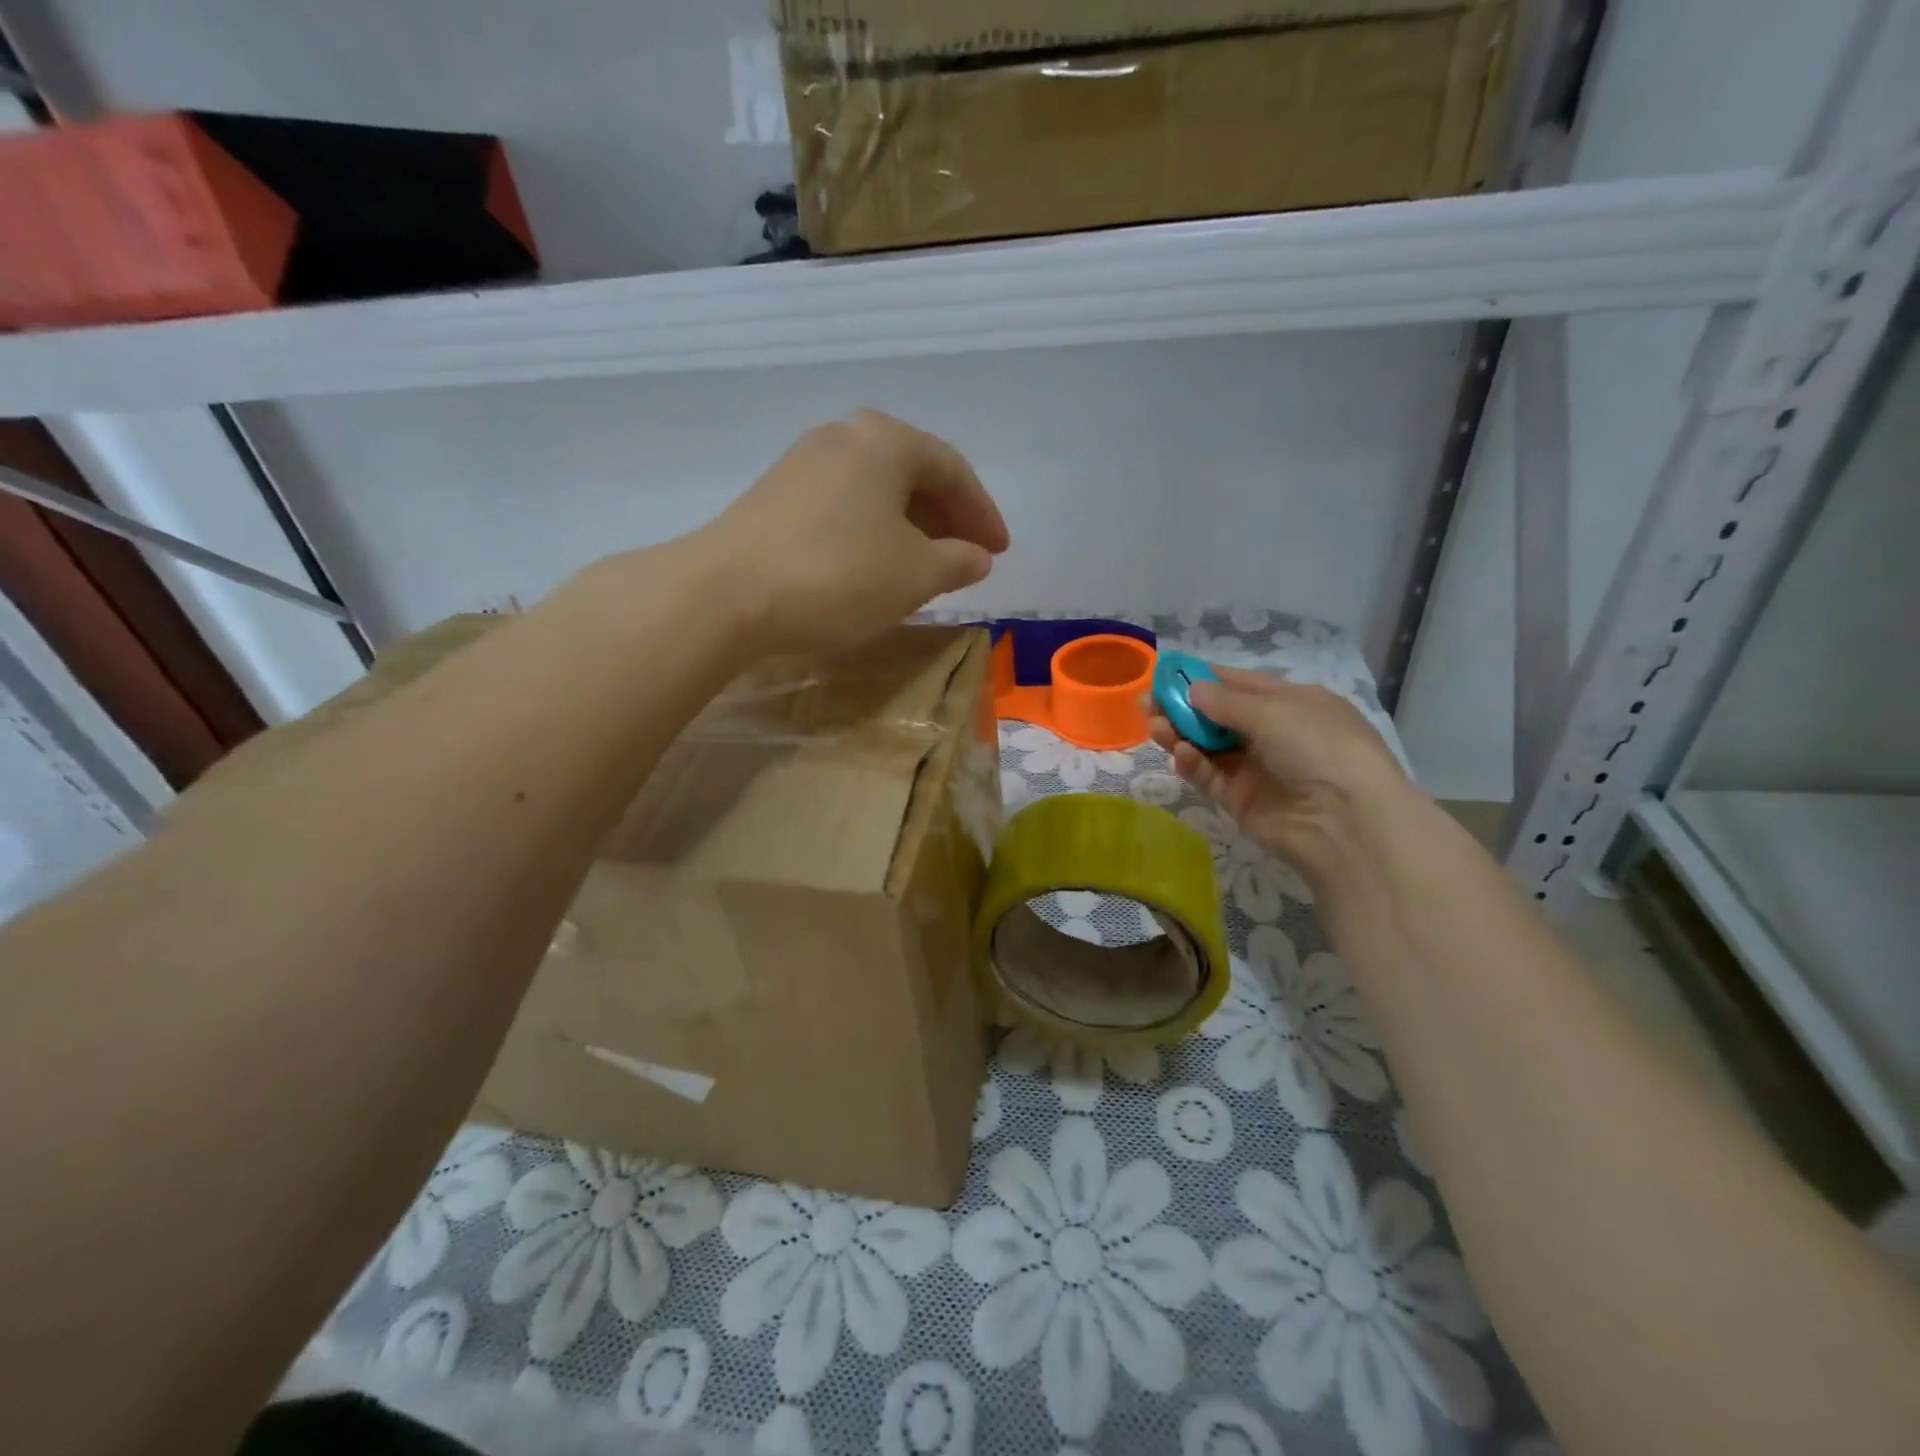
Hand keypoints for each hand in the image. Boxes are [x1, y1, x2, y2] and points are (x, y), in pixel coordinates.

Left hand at [700, 410, 1008, 652]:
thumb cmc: (838, 574)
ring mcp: (802, 464)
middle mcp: (844, 436)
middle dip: (946, 518)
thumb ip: (957, 561)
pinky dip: (872, 533)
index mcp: (886, 440)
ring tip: (925, 567)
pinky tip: (874, 566)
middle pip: (912, 474)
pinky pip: (844, 507)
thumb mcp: (915, 574)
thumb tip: (977, 557)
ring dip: (909, 528)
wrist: (727, 593)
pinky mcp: (774, 497)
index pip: (953, 470)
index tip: (999, 552)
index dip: (982, 514)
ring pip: (875, 492)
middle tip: (967, 557)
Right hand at [1149, 666, 1405, 891]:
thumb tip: (1191, 689)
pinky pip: (1210, 777)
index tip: (1164, 673)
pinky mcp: (1241, 801)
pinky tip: (1179, 753)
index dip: (1202, 678)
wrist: (1346, 821)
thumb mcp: (1274, 711)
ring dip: (1181, 734)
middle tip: (1146, 704)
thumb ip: (1225, 701)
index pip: (1239, 684)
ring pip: (1208, 746)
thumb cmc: (1317, 746)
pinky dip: (1193, 763)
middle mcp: (1274, 734)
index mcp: (1292, 703)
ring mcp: (1256, 769)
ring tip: (1155, 728)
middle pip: (1218, 716)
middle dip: (1182, 708)